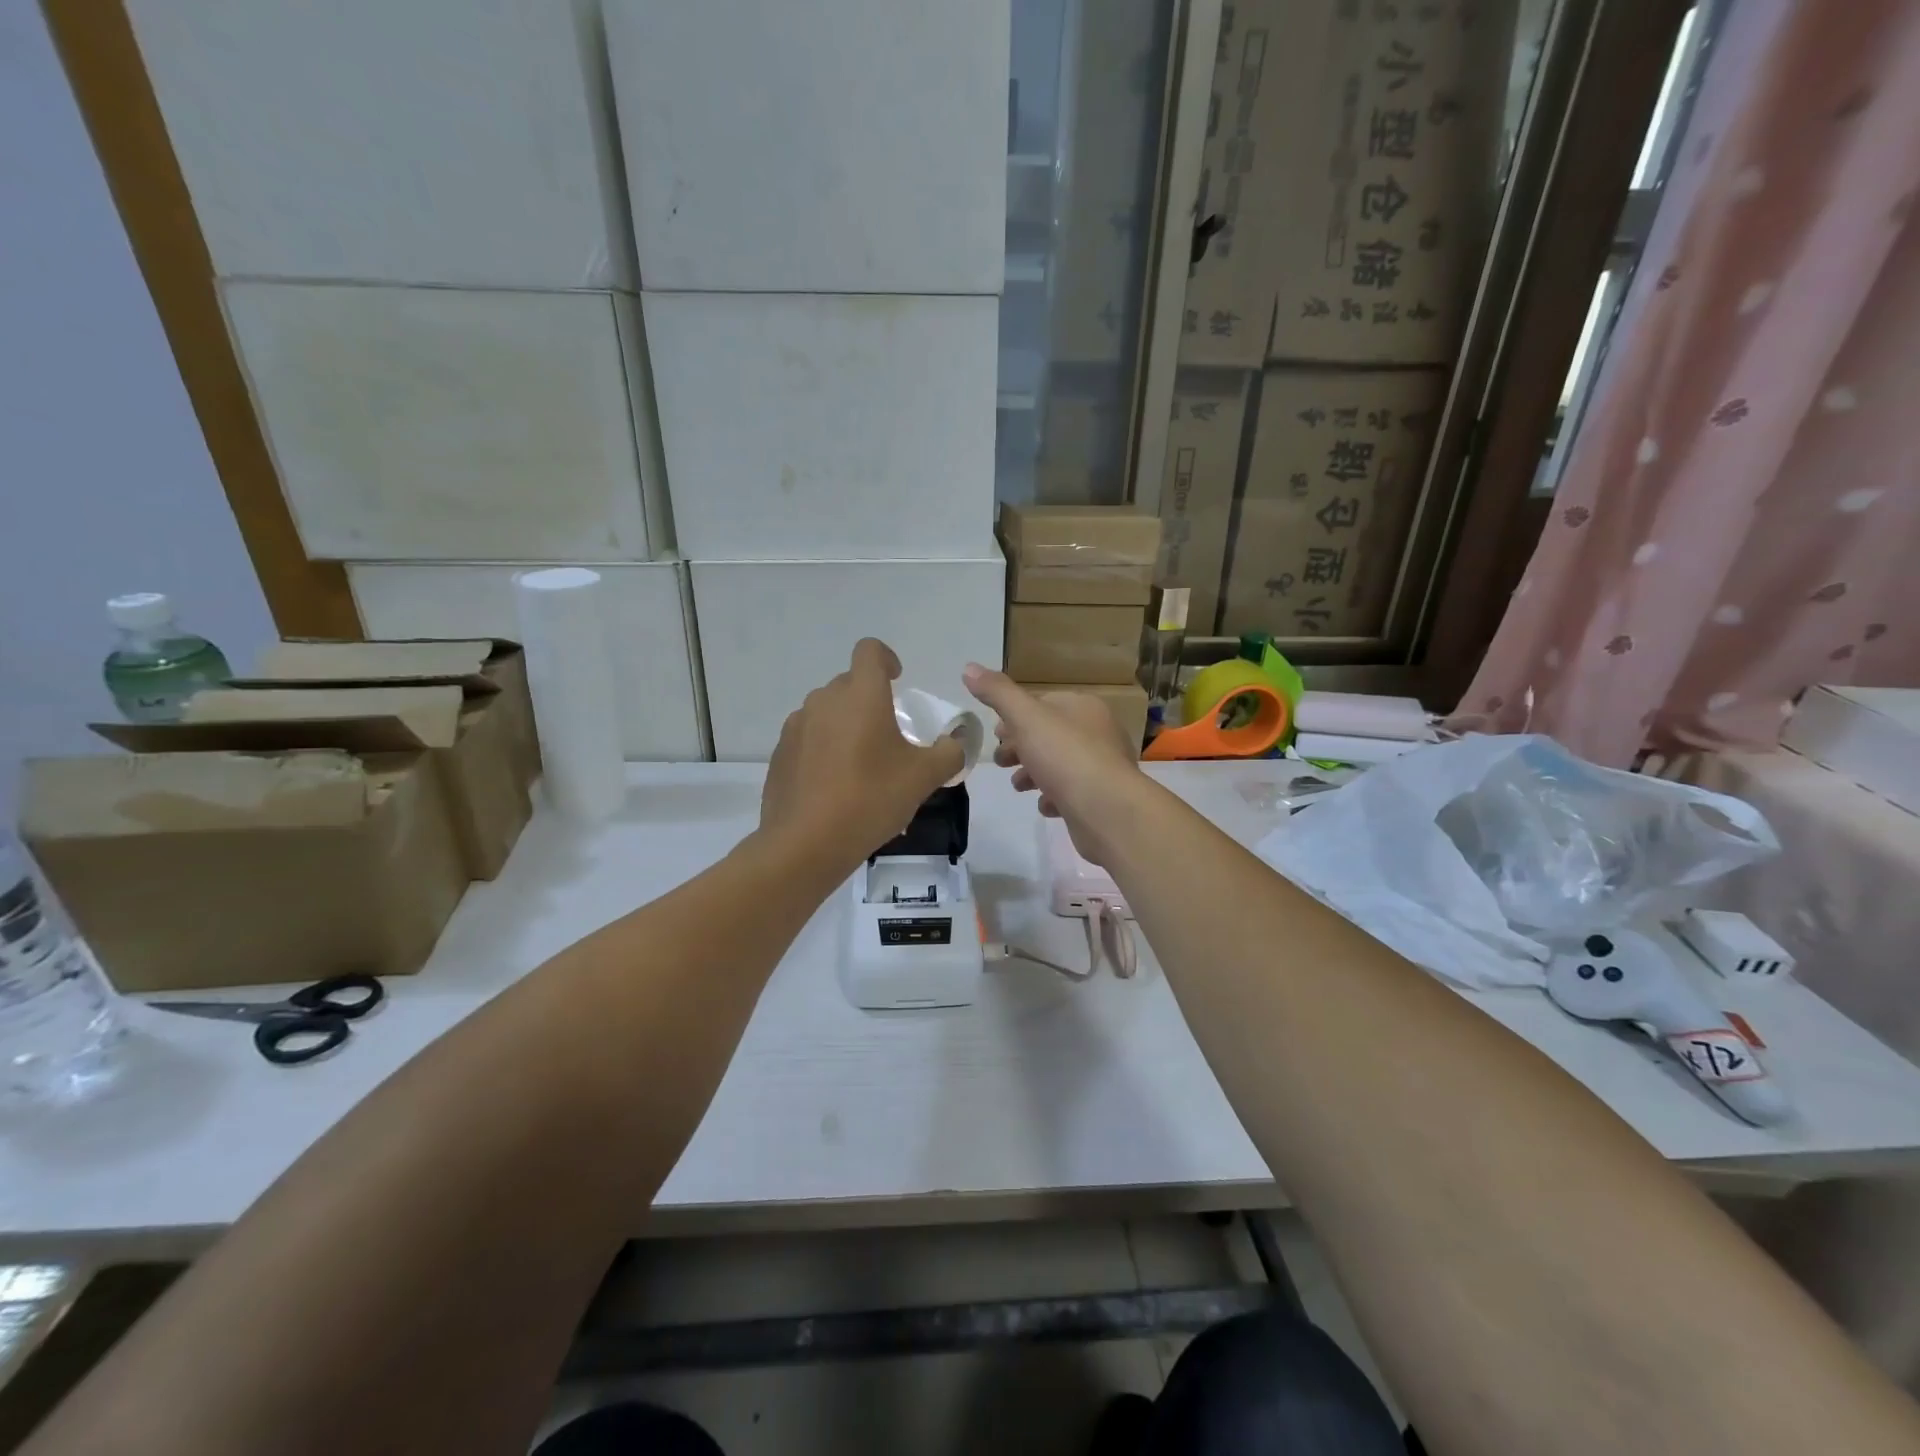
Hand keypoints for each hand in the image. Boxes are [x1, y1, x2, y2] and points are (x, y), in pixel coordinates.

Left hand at [761, 639, 963, 868]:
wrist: (806, 843)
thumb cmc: (871, 799)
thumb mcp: (924, 778)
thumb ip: (949, 753)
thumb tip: (957, 742)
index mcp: (861, 695)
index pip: (870, 651)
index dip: (886, 659)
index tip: (898, 680)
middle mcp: (824, 700)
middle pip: (849, 684)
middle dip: (870, 700)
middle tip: (889, 736)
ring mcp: (797, 726)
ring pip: (827, 712)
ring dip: (846, 725)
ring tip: (861, 764)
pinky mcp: (780, 753)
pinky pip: (808, 738)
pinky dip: (823, 749)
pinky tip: (834, 785)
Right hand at [962, 664, 1148, 866]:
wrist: (1106, 809)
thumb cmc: (1065, 755)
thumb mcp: (1025, 717)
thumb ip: (997, 693)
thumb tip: (968, 668)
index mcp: (1083, 707)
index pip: (1045, 703)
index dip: (1016, 716)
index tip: (994, 733)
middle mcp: (1097, 733)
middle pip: (1050, 735)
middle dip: (1021, 747)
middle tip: (1000, 761)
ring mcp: (1101, 767)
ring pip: (1059, 764)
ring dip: (1034, 773)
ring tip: (1018, 785)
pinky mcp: (1101, 798)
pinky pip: (1072, 793)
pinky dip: (1054, 797)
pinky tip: (1044, 805)